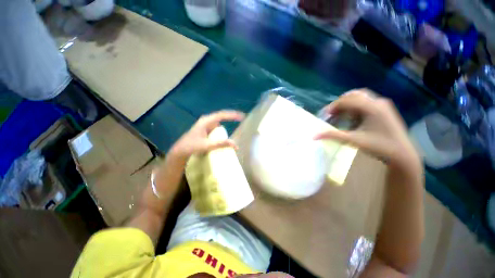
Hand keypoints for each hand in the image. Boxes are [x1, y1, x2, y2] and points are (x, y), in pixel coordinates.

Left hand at [170, 110, 244, 160]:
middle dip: (231, 117)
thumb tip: (235, 145)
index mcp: (206, 121)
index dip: (232, 115)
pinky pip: (216, 128)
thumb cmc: (191, 147)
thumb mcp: (207, 145)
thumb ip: (221, 144)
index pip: (222, 115)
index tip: (242, 117)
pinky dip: (222, 130)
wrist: (180, 151)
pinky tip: (226, 134)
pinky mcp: (206, 130)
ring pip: (219, 122)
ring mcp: (206, 125)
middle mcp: (206, 120)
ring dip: (227, 123)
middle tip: (241, 119)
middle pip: (221, 116)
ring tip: (236, 124)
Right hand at [314, 89, 420, 169]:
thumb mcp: (353, 140)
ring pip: (360, 98)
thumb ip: (332, 136)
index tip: (325, 115)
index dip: (333, 106)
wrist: (403, 155)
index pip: (347, 100)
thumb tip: (314, 136)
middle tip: (332, 113)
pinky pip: (366, 103)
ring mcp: (383, 105)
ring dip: (348, 105)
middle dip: (340, 103)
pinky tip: (352, 119)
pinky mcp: (385, 110)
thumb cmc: (379, 147)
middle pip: (354, 95)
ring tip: (340, 116)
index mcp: (371, 107)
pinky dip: (355, 108)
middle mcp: (378, 102)